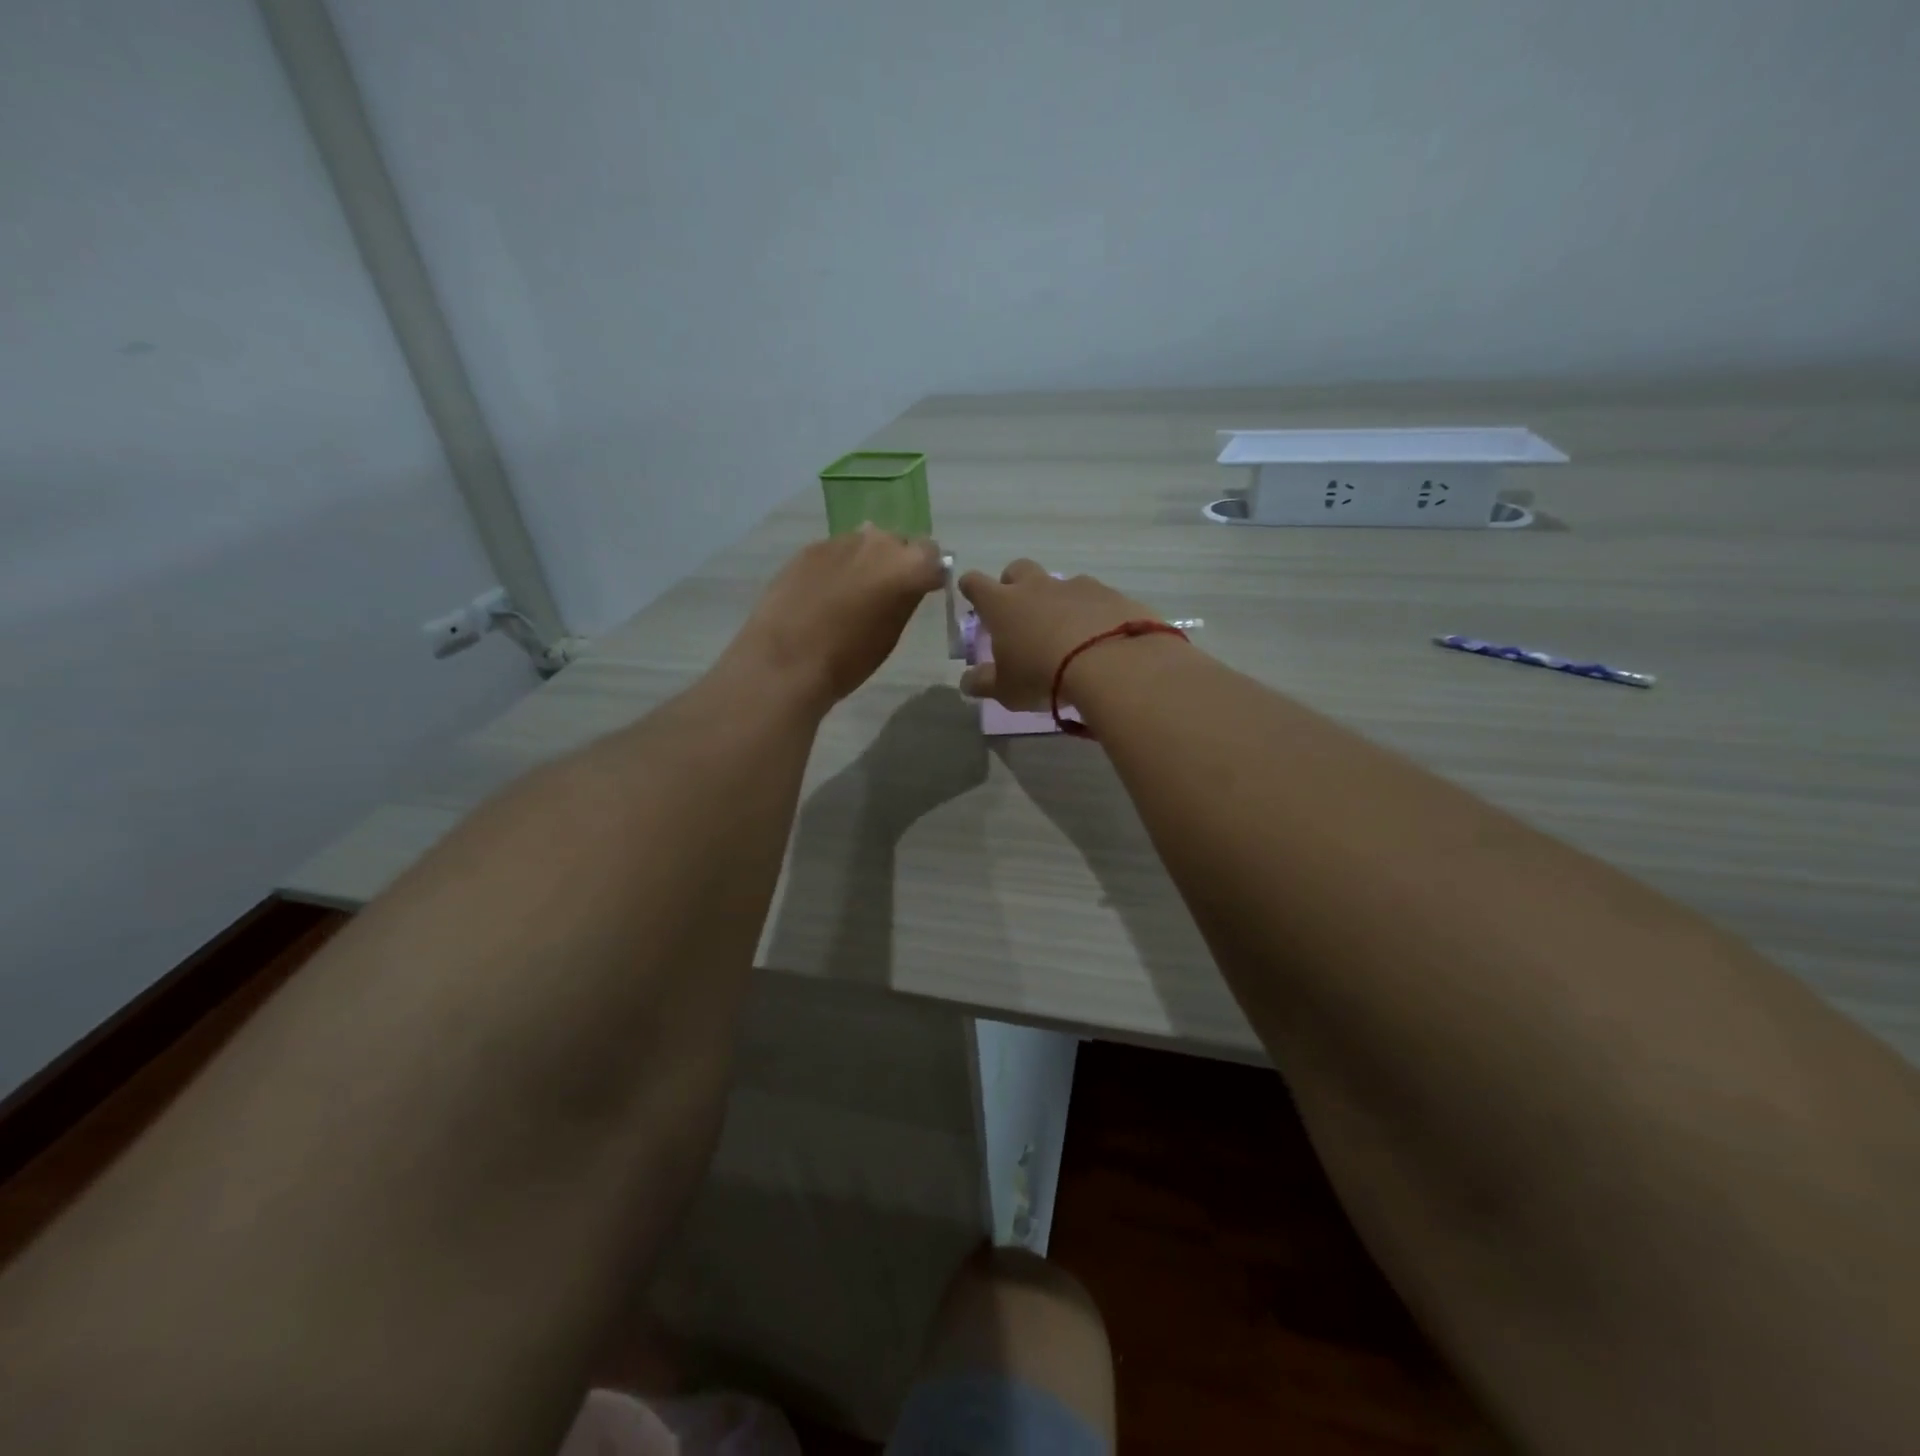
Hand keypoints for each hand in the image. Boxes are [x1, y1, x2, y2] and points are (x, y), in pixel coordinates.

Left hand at [726, 525, 944, 709]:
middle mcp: (878, 542)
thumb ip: (905, 599)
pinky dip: (838, 566)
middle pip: (899, 543)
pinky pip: (836, 551)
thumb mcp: (891, 634)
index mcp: (908, 566)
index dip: (928, 573)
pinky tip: (824, 593)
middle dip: (897, 562)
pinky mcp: (810, 548)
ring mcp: (841, 541)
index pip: (933, 556)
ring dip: (866, 561)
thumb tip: (908, 586)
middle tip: (885, 592)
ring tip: (851, 593)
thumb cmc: (849, 658)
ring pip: (866, 543)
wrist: (787, 660)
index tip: (921, 590)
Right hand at [957, 560, 1160, 709]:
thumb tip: (967, 681)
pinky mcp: (1110, 595)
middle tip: (1019, 611)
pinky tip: (1100, 637)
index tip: (971, 594)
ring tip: (1067, 632)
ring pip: (1060, 584)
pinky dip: (1092, 613)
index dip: (971, 588)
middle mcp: (1037, 587)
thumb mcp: (1006, 690)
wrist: (1109, 664)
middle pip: (1018, 570)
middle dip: (1014, 584)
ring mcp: (1076, 587)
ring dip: (1058, 601)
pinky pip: (1096, 598)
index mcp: (1003, 605)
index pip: (976, 584)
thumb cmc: (1043, 676)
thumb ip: (984, 683)